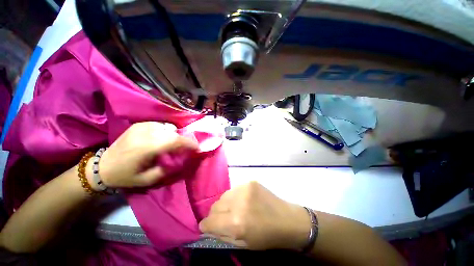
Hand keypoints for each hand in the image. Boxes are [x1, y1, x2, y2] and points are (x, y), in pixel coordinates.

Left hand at [89, 122, 198, 188]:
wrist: (102, 167)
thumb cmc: (125, 176)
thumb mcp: (148, 179)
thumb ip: (167, 169)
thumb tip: (180, 159)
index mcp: (147, 148)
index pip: (175, 140)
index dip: (189, 143)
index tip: (197, 148)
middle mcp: (145, 133)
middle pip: (173, 132)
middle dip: (185, 139)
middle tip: (189, 147)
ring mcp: (141, 127)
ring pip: (168, 127)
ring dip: (175, 135)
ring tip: (175, 143)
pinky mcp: (139, 125)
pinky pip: (160, 125)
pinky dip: (166, 131)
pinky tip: (163, 138)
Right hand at [199, 182, 310, 250]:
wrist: (287, 219)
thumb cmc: (266, 237)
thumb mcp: (243, 243)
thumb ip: (223, 235)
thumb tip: (208, 226)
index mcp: (236, 223)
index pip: (209, 221)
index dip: (206, 225)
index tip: (207, 226)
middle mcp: (238, 203)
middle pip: (215, 206)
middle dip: (215, 214)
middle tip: (223, 218)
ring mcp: (245, 189)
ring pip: (224, 195)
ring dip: (225, 204)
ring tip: (235, 208)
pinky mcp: (250, 182)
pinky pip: (235, 189)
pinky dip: (235, 196)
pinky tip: (244, 201)